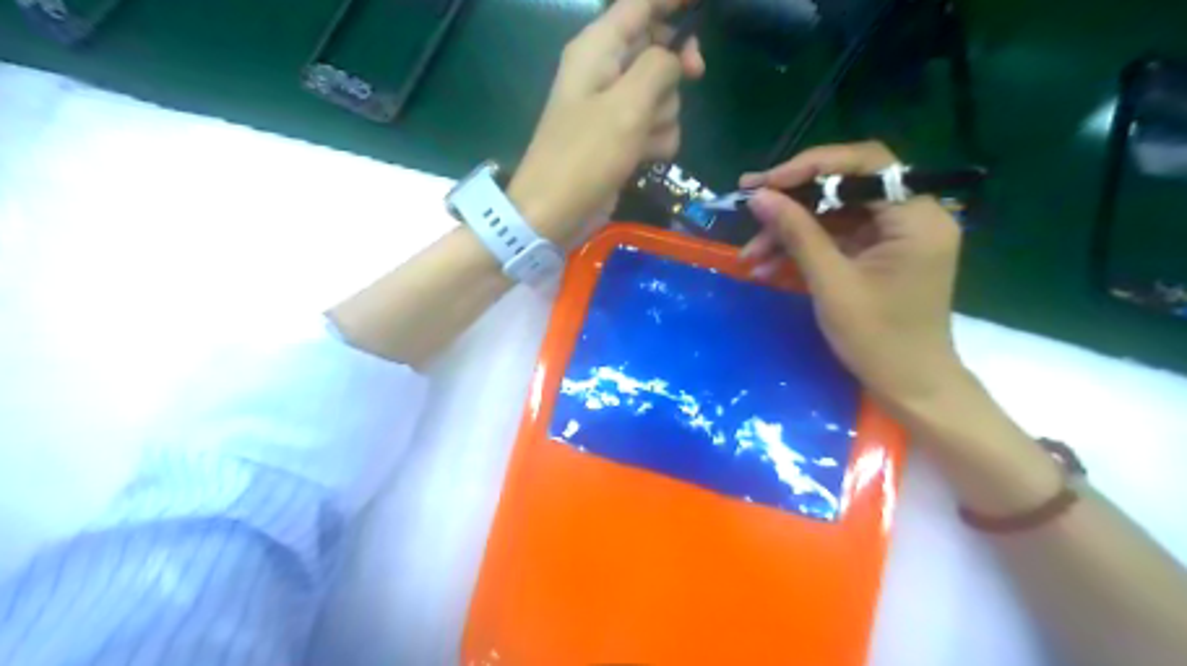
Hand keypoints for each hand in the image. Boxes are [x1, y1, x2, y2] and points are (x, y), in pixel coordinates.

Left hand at [510, 0, 703, 245]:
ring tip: (642, 140)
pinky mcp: (619, 138)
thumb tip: (674, 57)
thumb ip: (659, 67)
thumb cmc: (586, 155)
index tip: (704, 5)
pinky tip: (644, 158)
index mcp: (597, 48)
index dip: (673, 1)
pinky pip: (654, 126)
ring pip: (661, 94)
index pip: (641, 4)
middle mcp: (604, 70)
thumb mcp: (628, 105)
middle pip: (657, 48)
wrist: (555, 212)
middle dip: (674, 69)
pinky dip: (656, 140)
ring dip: (663, 116)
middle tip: (695, 75)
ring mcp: (612, 108)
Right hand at [738, 139, 972, 409]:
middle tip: (749, 203)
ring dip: (791, 230)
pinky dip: (803, 248)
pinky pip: (837, 237)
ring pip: (835, 213)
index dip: (812, 167)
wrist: (908, 386)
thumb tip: (759, 196)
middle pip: (846, 186)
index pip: (865, 164)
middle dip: (793, 199)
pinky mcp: (879, 253)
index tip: (766, 183)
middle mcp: (912, 216)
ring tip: (750, 253)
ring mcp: (895, 236)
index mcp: (917, 217)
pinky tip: (767, 265)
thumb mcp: (831, 283)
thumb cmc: (877, 339)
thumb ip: (797, 233)